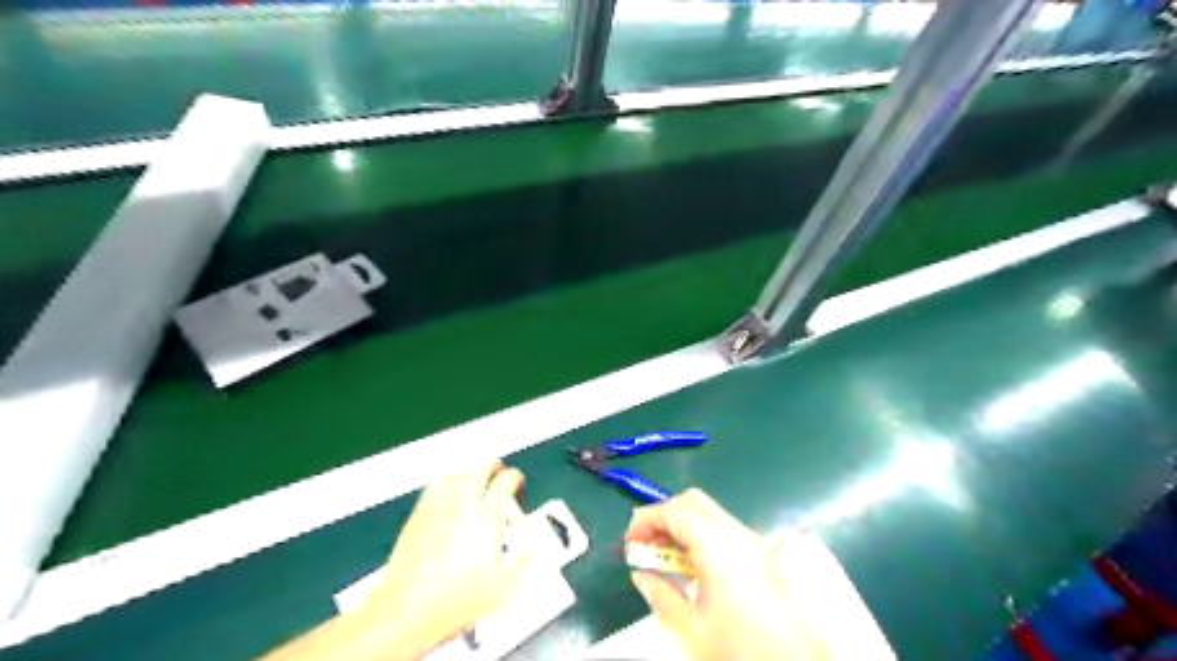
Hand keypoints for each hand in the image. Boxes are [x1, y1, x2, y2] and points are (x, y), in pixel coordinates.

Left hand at [360, 462, 522, 658]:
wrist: (410, 609)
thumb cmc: (457, 600)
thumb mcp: (504, 584)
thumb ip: (521, 557)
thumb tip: (527, 544)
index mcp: (487, 517)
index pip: (505, 481)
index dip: (515, 478)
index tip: (516, 482)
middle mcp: (463, 505)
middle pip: (479, 469)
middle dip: (492, 467)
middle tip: (497, 472)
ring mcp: (438, 508)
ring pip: (456, 473)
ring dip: (469, 470)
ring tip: (474, 475)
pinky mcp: (418, 516)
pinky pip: (433, 486)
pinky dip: (445, 481)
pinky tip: (446, 487)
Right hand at [626, 487, 826, 657]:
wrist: (792, 660)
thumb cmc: (739, 643)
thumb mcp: (691, 626)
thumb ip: (660, 595)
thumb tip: (640, 576)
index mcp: (716, 546)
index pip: (675, 511)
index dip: (647, 519)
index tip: (630, 542)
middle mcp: (734, 532)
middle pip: (692, 501)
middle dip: (664, 514)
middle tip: (646, 542)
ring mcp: (750, 538)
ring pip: (707, 510)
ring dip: (681, 522)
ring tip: (664, 554)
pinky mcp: (758, 549)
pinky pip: (721, 524)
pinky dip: (699, 531)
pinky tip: (691, 561)